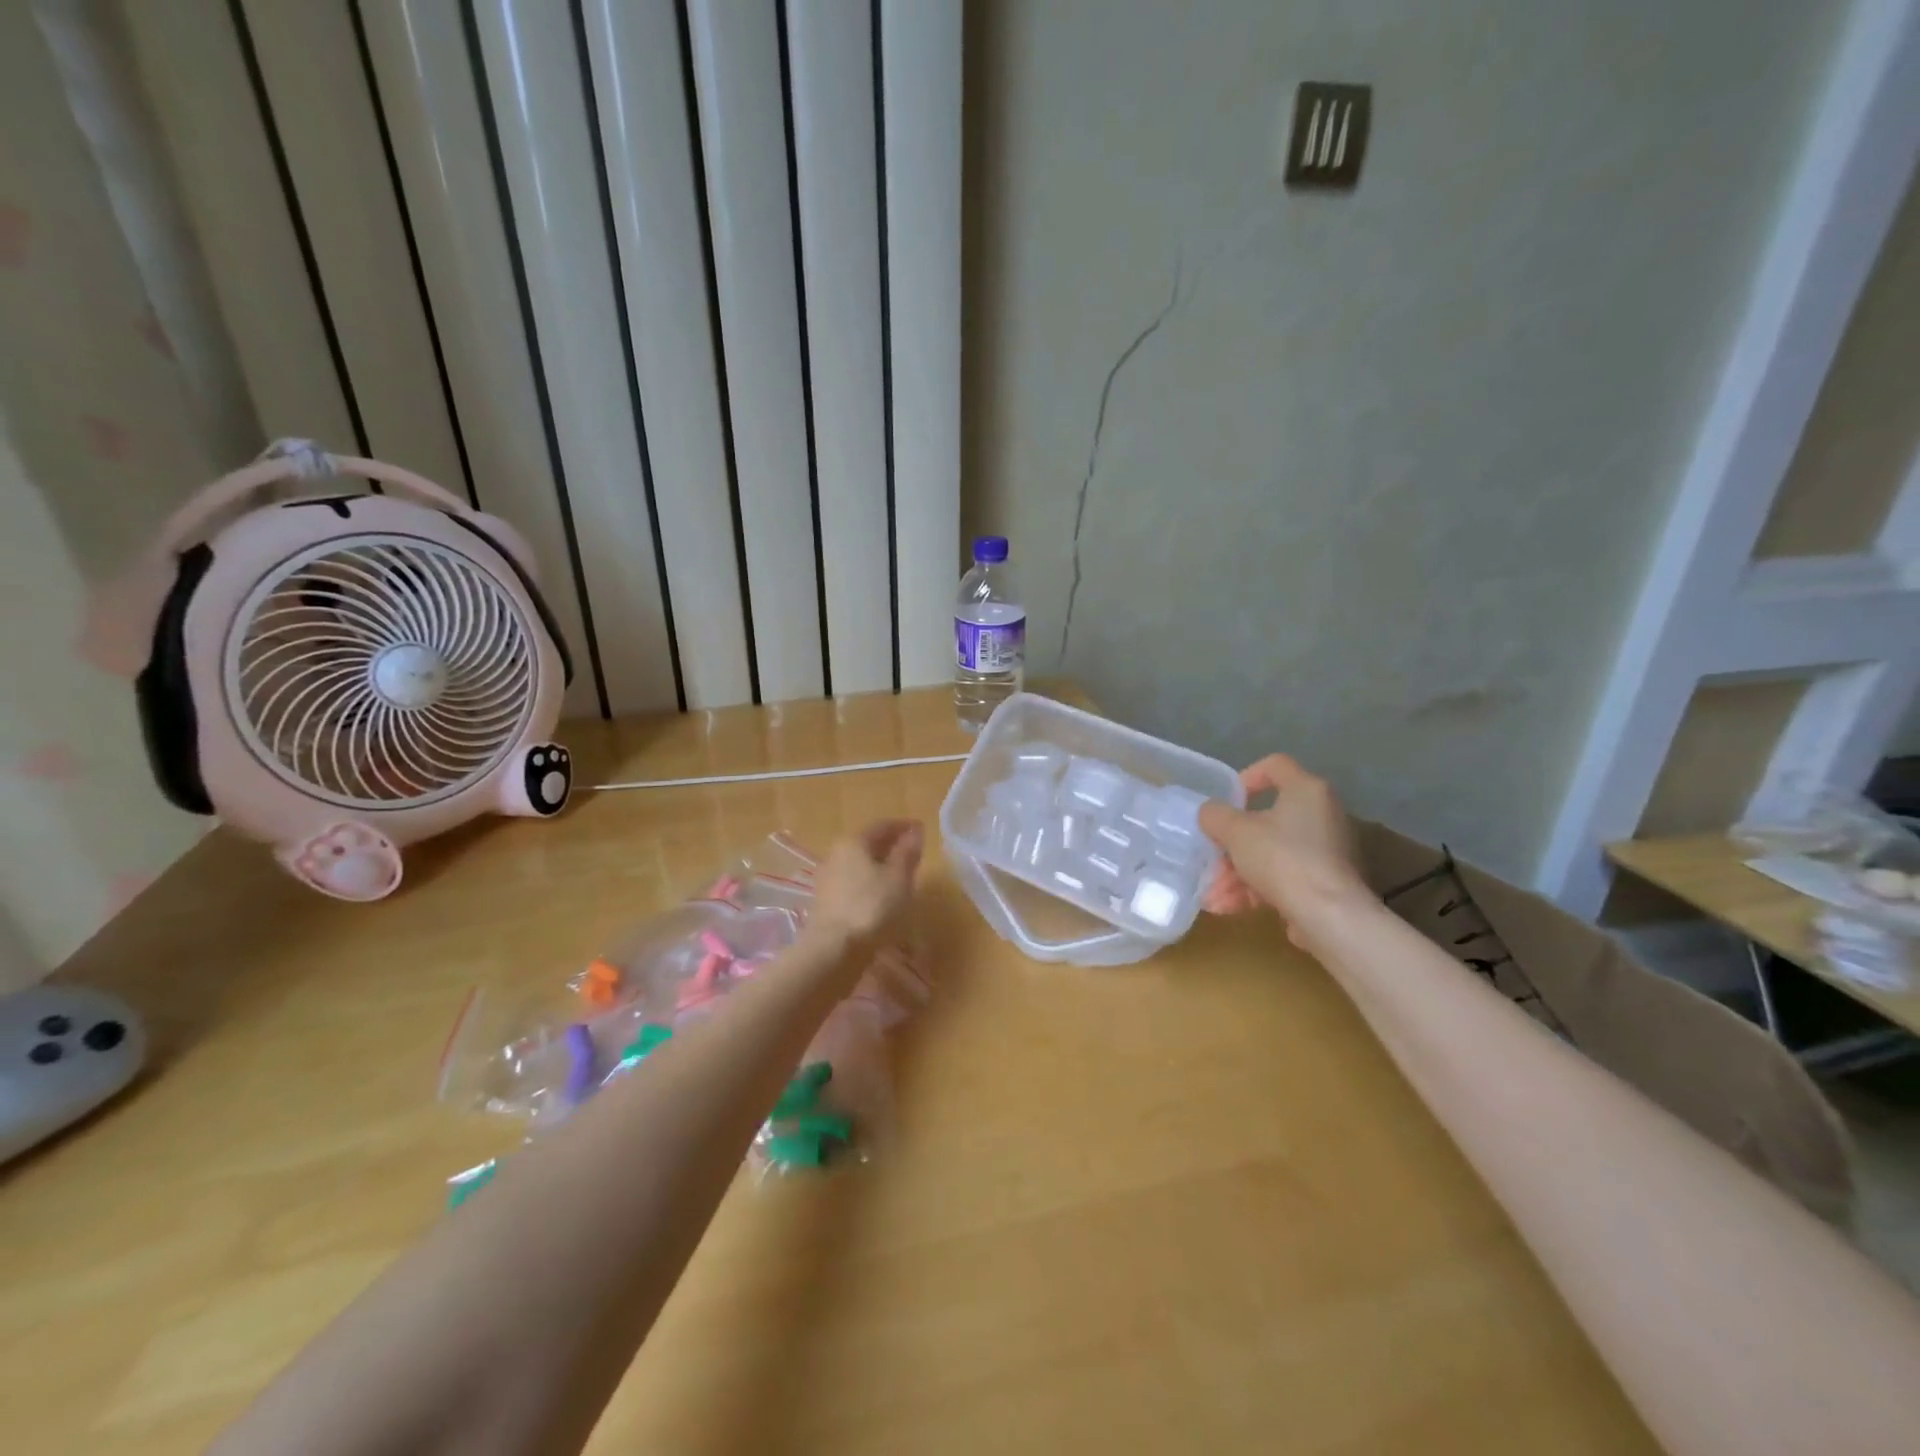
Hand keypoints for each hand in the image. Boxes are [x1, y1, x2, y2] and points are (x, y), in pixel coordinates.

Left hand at [810, 819, 923, 943]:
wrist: (832, 949)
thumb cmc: (871, 906)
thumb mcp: (898, 877)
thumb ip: (907, 852)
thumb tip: (916, 831)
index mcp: (853, 842)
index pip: (882, 826)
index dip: (903, 826)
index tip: (921, 829)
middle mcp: (836, 854)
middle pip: (868, 844)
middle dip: (891, 846)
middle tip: (913, 852)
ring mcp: (829, 879)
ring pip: (860, 865)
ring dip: (880, 866)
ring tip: (902, 876)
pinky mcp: (827, 902)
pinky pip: (854, 883)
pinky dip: (870, 883)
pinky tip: (883, 896)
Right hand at [1198, 755, 1374, 943]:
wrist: (1329, 917)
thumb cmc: (1281, 858)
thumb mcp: (1235, 831)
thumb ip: (1215, 815)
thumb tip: (1211, 814)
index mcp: (1306, 790)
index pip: (1275, 765)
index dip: (1245, 777)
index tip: (1226, 801)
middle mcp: (1322, 814)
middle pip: (1266, 820)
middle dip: (1231, 846)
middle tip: (1210, 860)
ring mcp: (1326, 851)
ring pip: (1270, 853)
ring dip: (1236, 874)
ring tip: (1212, 897)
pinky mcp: (1325, 882)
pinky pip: (1283, 877)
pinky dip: (1255, 889)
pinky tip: (1228, 908)